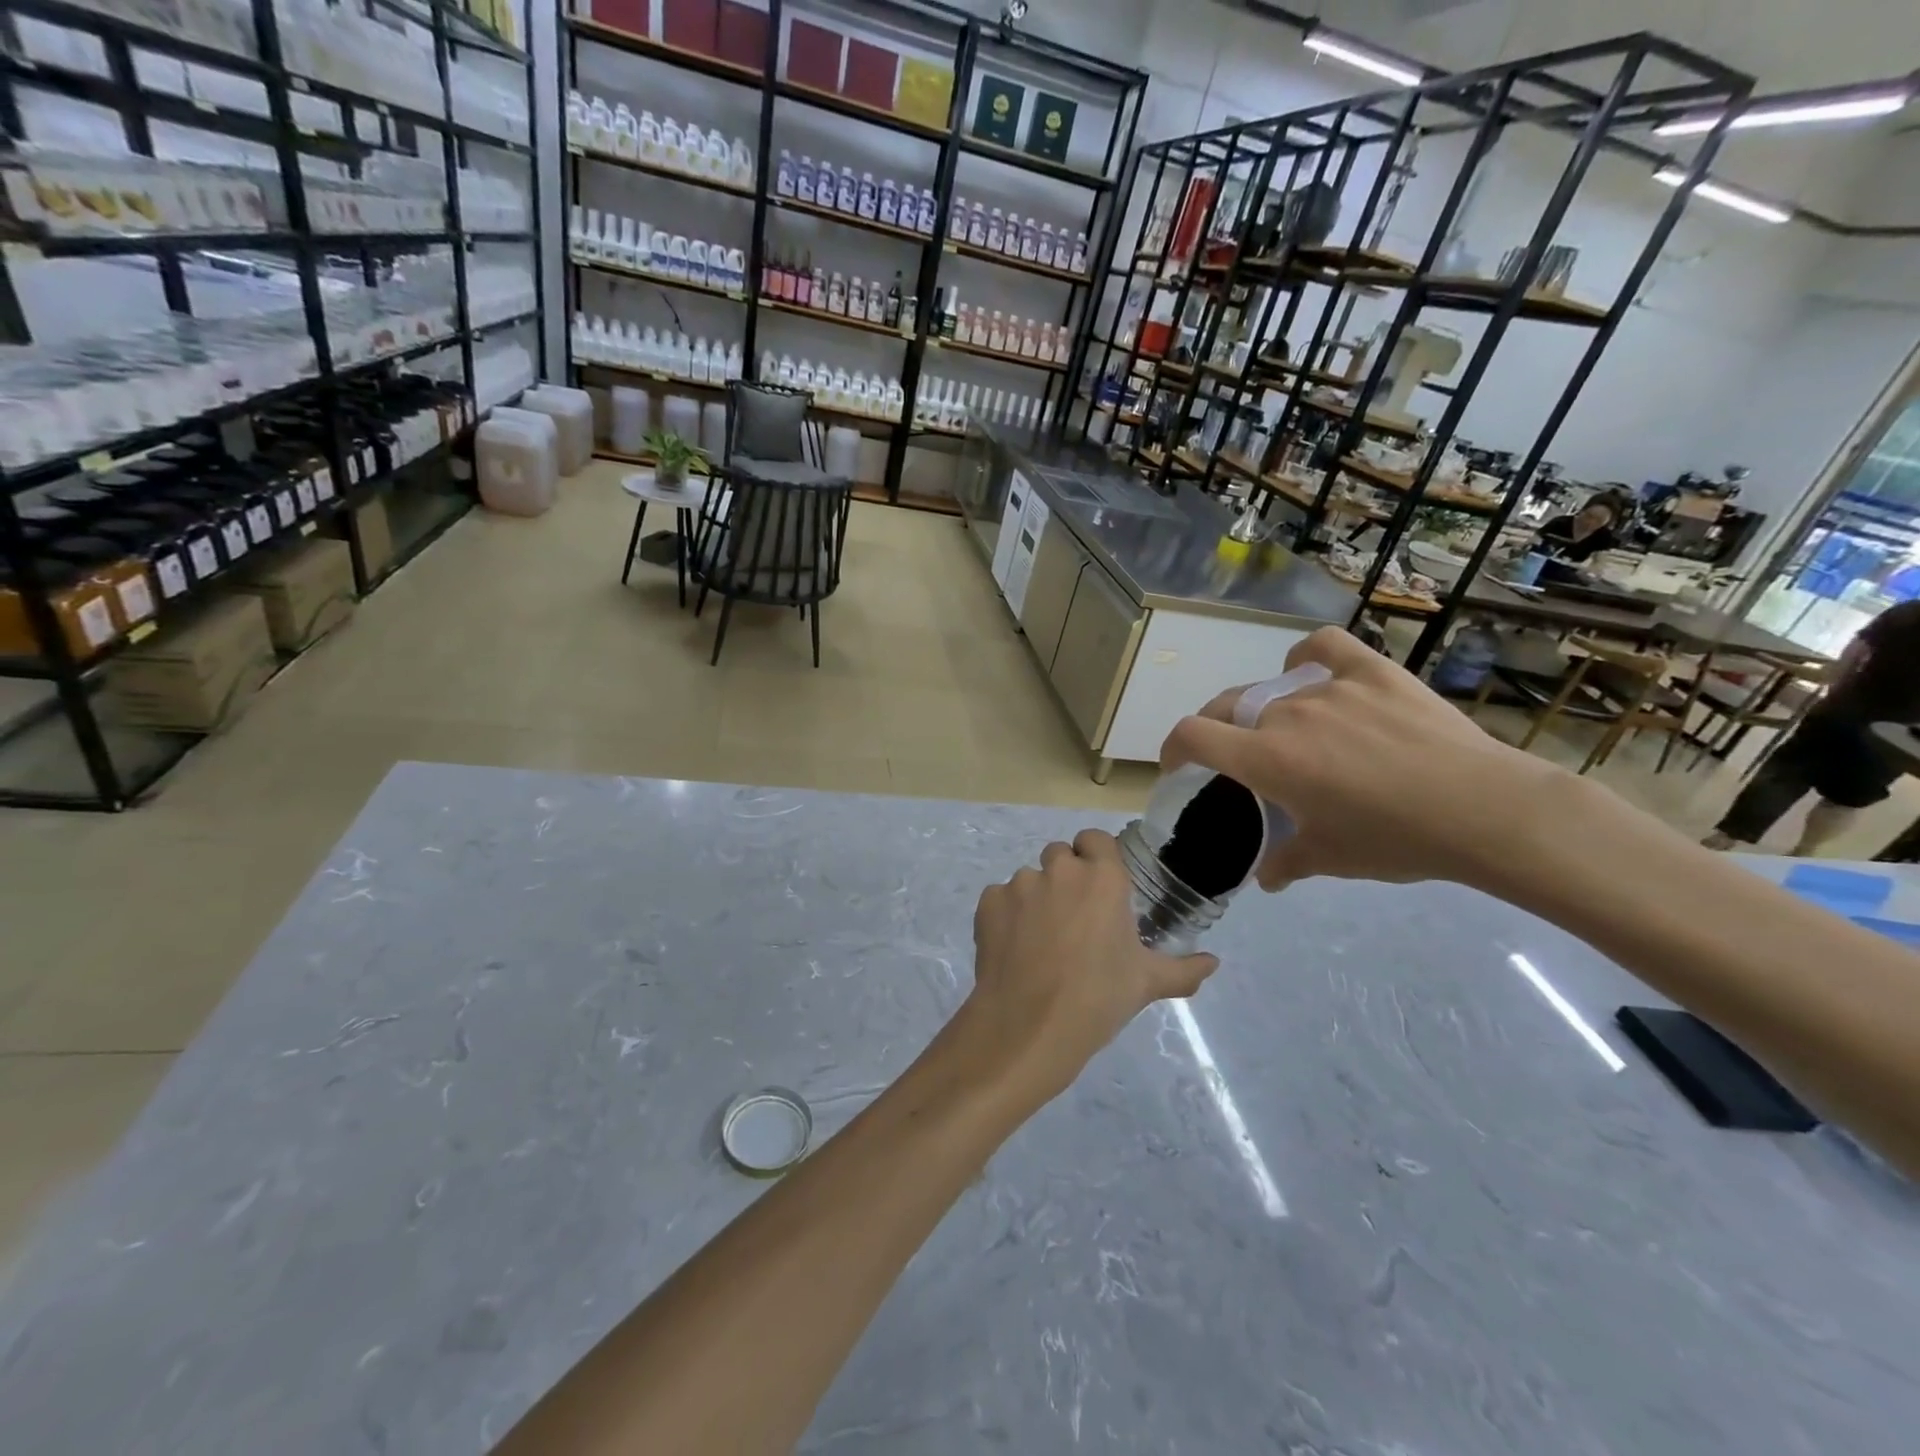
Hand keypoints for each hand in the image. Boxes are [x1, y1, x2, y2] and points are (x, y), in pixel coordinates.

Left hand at [962, 830, 1217, 1103]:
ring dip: (1036, 898)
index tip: (1099, 886)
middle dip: (1066, 877)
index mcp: (1103, 878)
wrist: (1030, 1025)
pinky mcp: (988, 902)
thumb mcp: (1147, 984)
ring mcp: (1019, 884)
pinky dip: (1006, 915)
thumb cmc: (1098, 998)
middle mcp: (1060, 870)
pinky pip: (1000, 898)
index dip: (1096, 857)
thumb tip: (1213, 963)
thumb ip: (1184, 970)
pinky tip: (1014, 948)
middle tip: (1073, 919)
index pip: (1096, 839)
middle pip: (1060, 855)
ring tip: (1041, 941)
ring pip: (1029, 879)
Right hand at [1160, 626, 1573, 889]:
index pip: (1192, 735)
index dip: (1172, 748)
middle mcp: (1286, 714)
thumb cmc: (1396, 840)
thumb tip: (1265, 876)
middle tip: (1238, 759)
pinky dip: (1306, 658)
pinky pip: (1323, 649)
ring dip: (1269, 714)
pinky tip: (1309, 671)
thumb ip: (1285, 862)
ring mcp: (1330, 688)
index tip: (1178, 766)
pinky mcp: (1372, 673)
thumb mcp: (1330, 859)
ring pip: (1276, 692)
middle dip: (1218, 731)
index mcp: (1265, 759)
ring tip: (1295, 736)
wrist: (1484, 811)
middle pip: (1228, 708)